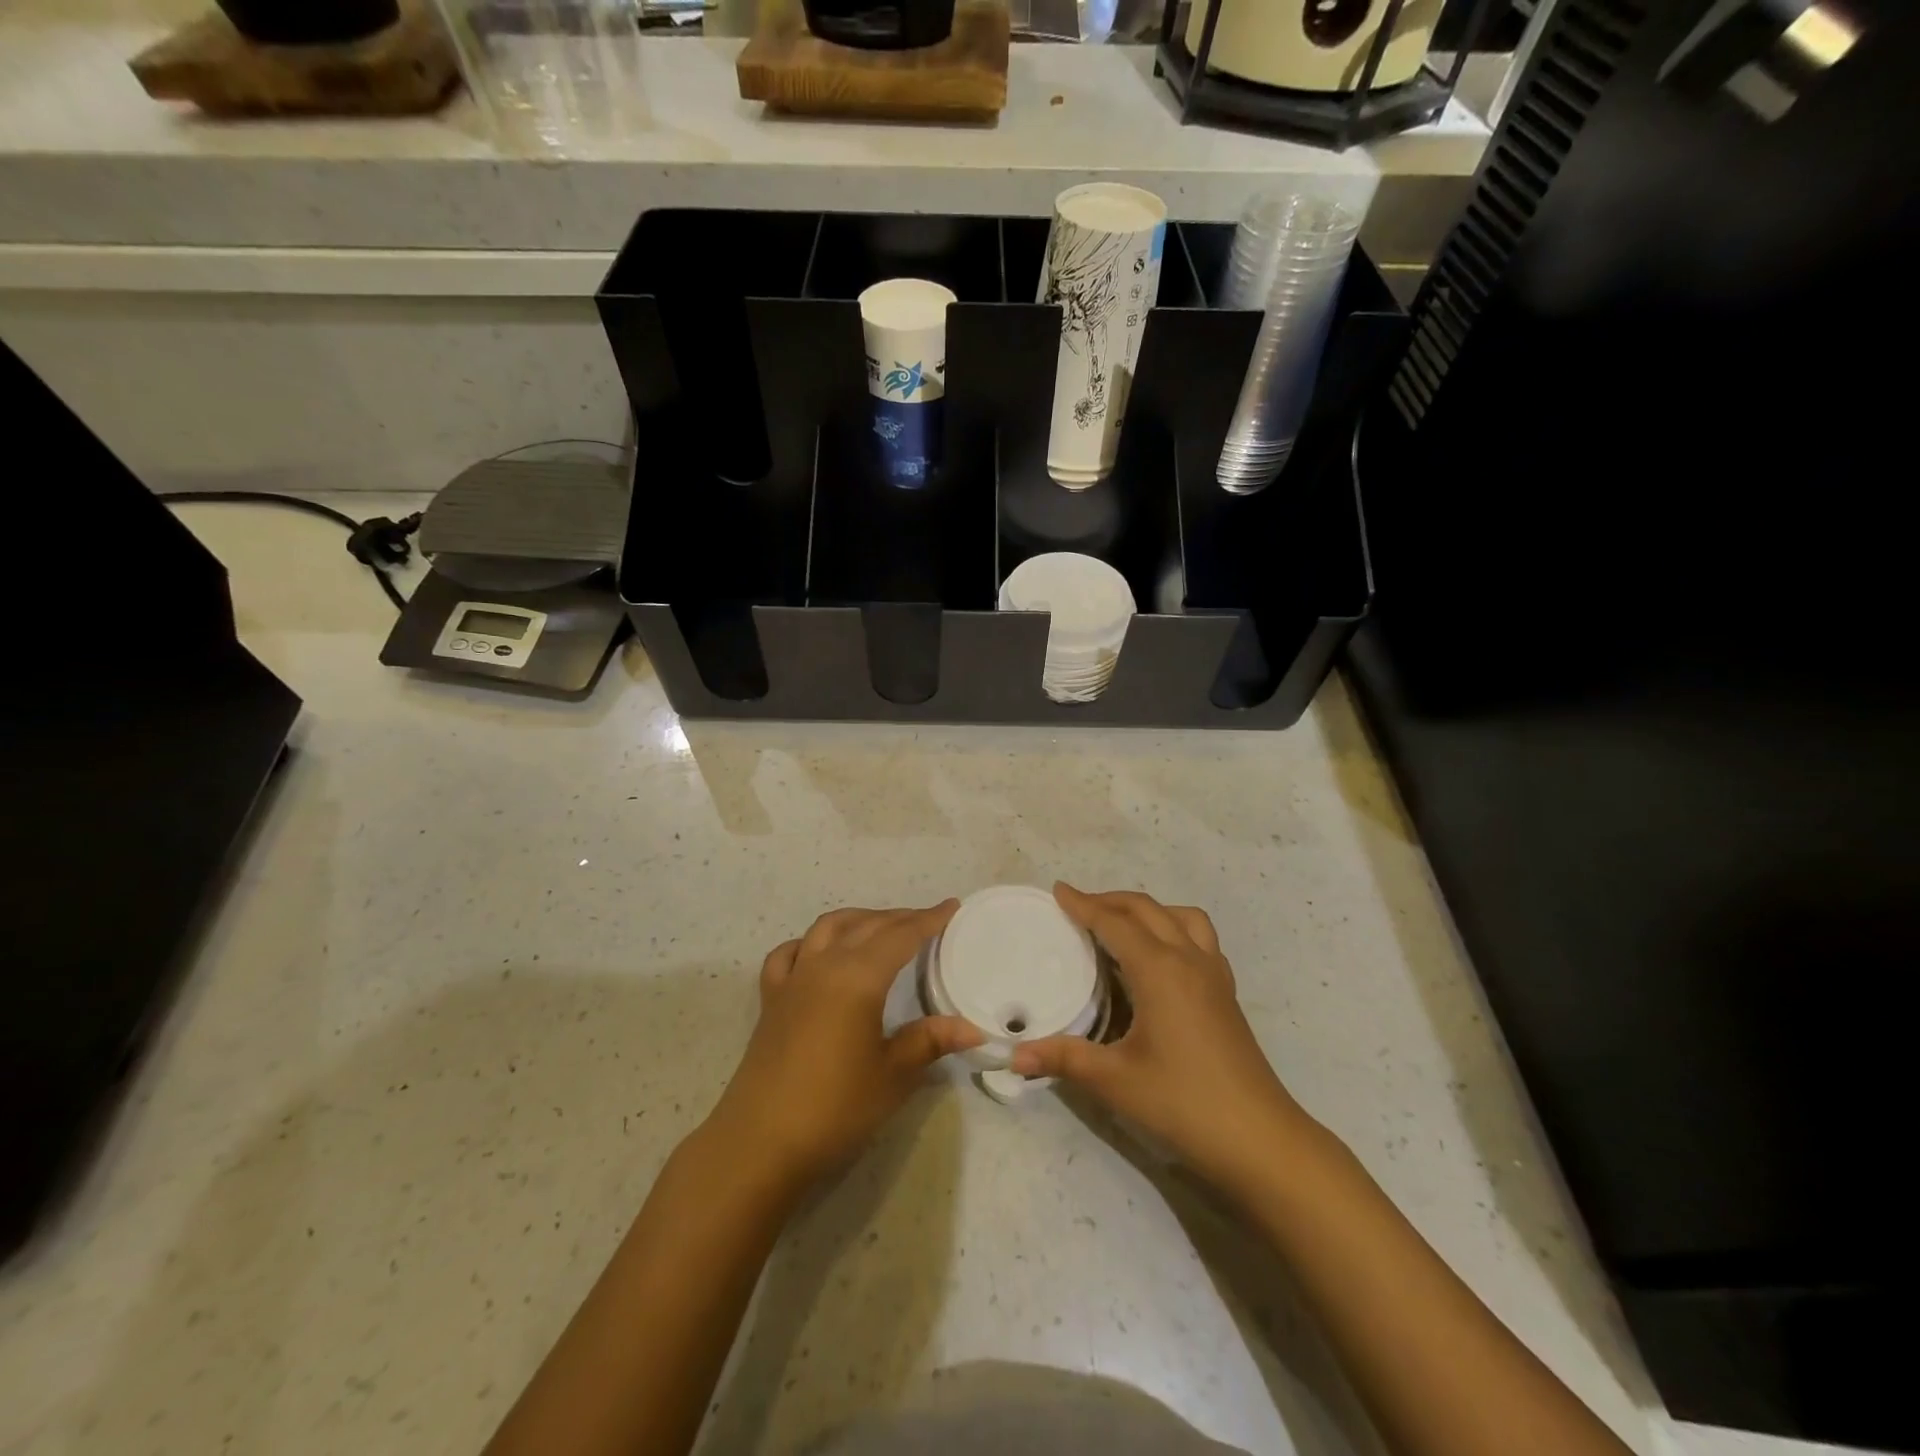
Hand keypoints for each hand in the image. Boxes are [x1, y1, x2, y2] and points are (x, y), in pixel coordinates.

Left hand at [703, 902, 982, 1195]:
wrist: (760, 1142)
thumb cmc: (835, 1107)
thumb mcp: (893, 1075)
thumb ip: (930, 1041)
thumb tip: (973, 1029)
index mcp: (858, 977)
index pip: (901, 936)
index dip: (928, 920)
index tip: (951, 906)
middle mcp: (824, 965)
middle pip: (867, 926)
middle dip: (900, 918)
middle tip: (928, 920)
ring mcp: (793, 979)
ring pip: (828, 928)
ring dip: (859, 919)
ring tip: (881, 927)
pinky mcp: (771, 999)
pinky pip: (790, 953)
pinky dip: (810, 942)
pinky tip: (819, 953)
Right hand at [1012, 884, 1309, 1195]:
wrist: (1260, 1139)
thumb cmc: (1183, 1103)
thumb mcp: (1115, 1081)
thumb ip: (1064, 1059)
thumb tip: (1015, 1055)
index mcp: (1159, 969)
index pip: (1114, 923)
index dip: (1084, 905)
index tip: (1058, 890)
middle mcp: (1189, 959)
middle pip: (1147, 910)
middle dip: (1111, 900)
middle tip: (1078, 906)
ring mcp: (1214, 975)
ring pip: (1182, 917)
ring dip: (1148, 910)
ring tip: (1121, 925)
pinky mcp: (1227, 994)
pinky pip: (1200, 939)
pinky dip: (1174, 930)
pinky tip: (1161, 959)